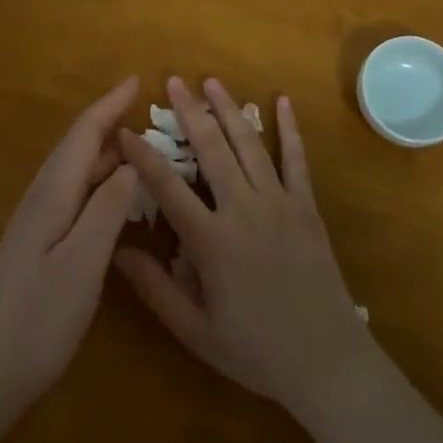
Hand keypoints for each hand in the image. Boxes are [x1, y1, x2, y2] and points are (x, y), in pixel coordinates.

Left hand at [0, 77, 139, 405]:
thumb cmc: (38, 319)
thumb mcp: (83, 263)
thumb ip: (109, 209)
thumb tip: (131, 161)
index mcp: (53, 193)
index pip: (84, 133)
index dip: (111, 105)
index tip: (138, 80)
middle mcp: (42, 197)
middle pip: (78, 146)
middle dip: (111, 123)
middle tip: (152, 116)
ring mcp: (36, 221)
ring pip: (75, 169)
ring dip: (105, 151)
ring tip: (141, 147)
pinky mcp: (37, 243)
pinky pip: (73, 193)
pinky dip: (97, 180)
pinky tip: (114, 196)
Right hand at [114, 77, 376, 415]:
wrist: (326, 361)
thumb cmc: (255, 350)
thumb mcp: (195, 331)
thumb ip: (155, 289)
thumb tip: (117, 250)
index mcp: (212, 240)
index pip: (168, 187)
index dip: (143, 157)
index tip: (124, 131)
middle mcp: (244, 209)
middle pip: (212, 149)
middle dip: (190, 112)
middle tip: (173, 81)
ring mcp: (279, 202)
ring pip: (249, 144)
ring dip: (229, 109)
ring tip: (212, 81)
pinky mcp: (305, 205)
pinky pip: (296, 159)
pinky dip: (289, 128)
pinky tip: (282, 101)